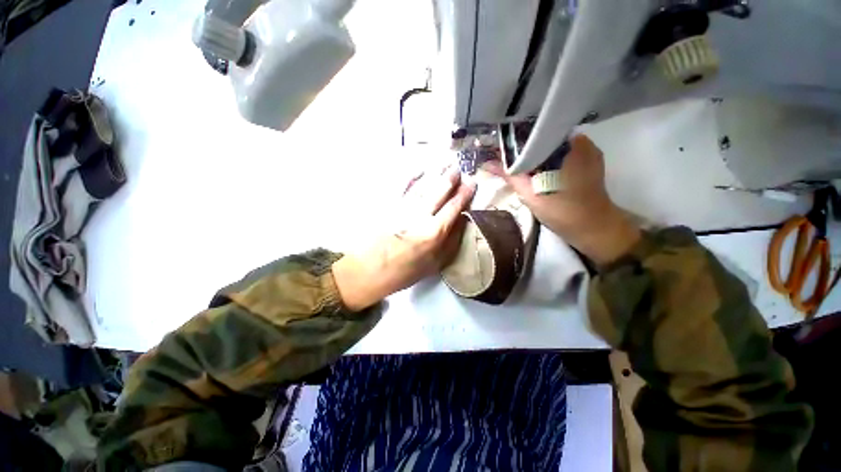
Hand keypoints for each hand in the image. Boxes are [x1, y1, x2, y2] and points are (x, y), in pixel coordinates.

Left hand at [332, 165, 475, 310]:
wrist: (369, 271)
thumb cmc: (404, 272)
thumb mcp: (434, 264)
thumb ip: (451, 242)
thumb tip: (462, 221)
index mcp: (434, 233)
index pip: (454, 207)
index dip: (464, 194)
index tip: (472, 183)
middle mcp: (420, 216)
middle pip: (439, 191)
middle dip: (450, 178)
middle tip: (457, 168)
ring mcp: (402, 208)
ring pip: (422, 185)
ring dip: (434, 172)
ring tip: (444, 163)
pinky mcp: (387, 206)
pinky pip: (401, 186)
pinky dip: (411, 176)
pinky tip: (419, 169)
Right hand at [485, 134, 639, 265]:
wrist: (594, 230)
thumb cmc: (565, 212)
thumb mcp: (533, 195)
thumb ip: (511, 177)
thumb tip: (488, 164)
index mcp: (572, 146)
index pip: (539, 133)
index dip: (519, 140)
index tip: (504, 148)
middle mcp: (582, 144)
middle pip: (546, 140)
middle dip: (527, 149)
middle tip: (508, 159)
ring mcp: (588, 153)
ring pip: (554, 148)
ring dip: (536, 156)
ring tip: (519, 165)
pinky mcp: (588, 164)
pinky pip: (562, 156)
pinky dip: (547, 161)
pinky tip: (536, 172)